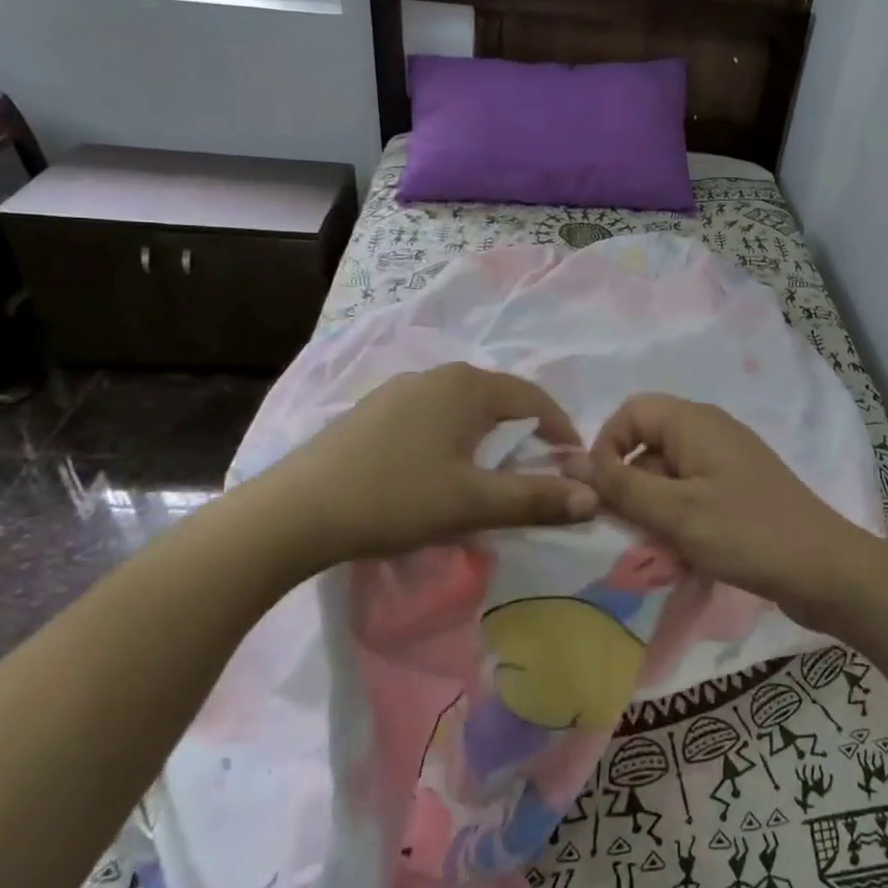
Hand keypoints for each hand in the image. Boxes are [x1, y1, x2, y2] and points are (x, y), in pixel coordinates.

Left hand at [259, 362, 598, 568]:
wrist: (294, 512)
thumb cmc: (395, 498)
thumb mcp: (473, 502)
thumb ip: (536, 498)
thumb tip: (594, 498)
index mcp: (468, 386)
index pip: (535, 400)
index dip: (561, 432)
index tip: (573, 468)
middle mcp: (437, 376)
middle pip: (500, 401)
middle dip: (526, 436)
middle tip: (537, 475)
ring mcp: (400, 390)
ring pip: (465, 410)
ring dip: (489, 439)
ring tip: (492, 477)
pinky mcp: (374, 412)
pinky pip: (433, 418)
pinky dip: (454, 440)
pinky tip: (439, 472)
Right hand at [570, 393, 879, 627]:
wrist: (826, 571)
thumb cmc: (746, 533)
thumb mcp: (674, 511)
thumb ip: (619, 485)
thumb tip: (568, 460)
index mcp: (695, 422)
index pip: (630, 412)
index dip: (606, 446)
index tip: (602, 492)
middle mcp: (710, 432)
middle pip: (648, 444)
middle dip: (630, 485)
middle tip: (630, 530)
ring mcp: (727, 463)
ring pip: (668, 475)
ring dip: (653, 509)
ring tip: (660, 548)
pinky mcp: (738, 492)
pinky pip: (692, 495)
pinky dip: (679, 519)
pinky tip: (685, 554)